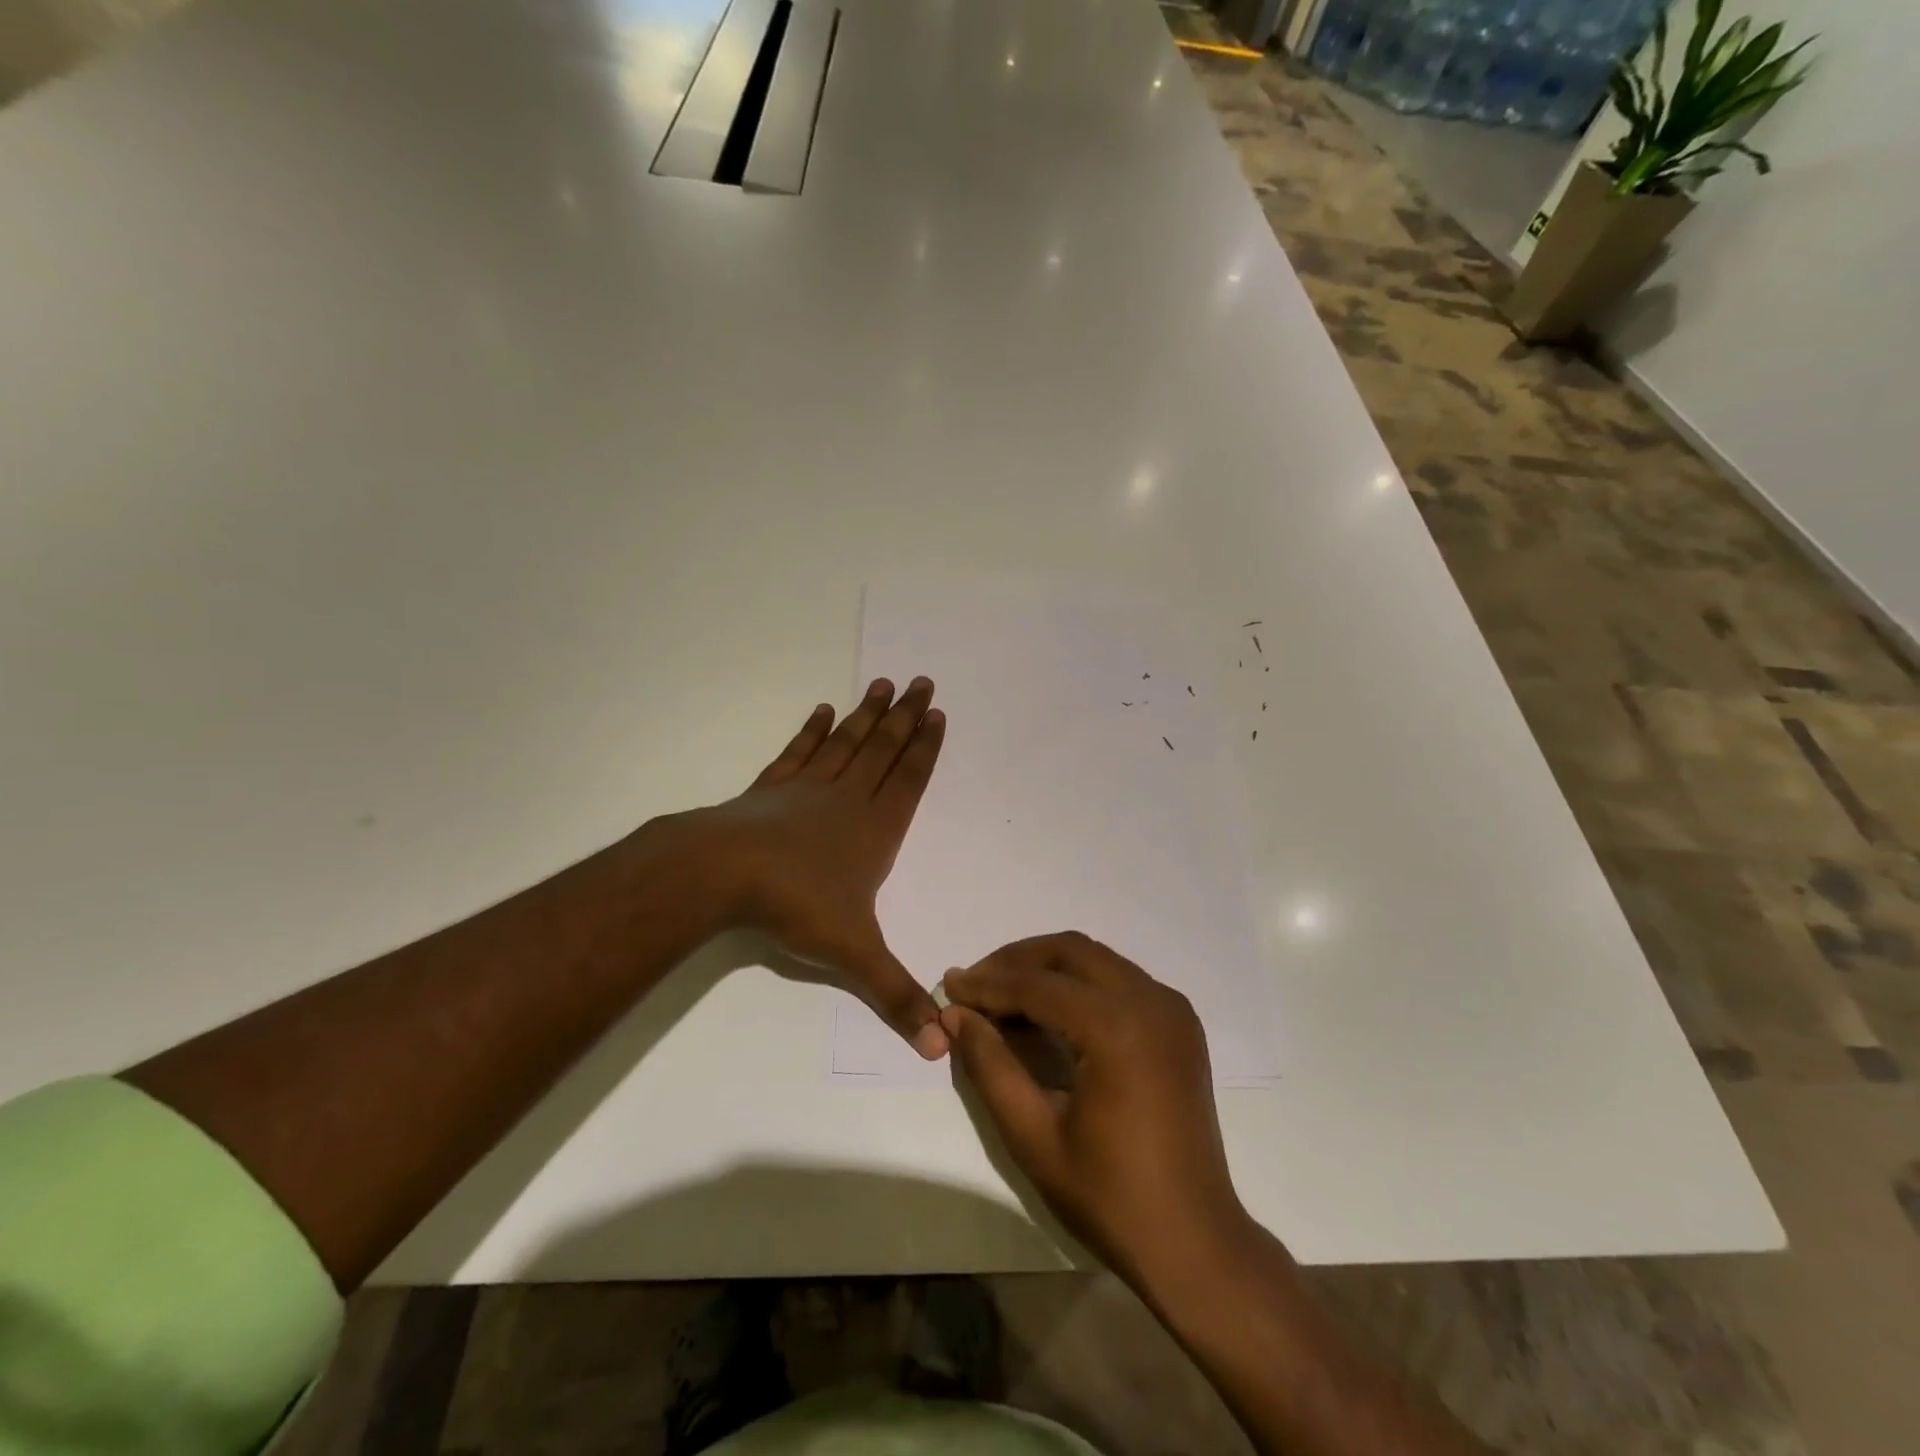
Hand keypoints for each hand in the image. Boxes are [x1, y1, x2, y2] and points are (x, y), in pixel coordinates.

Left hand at [691, 677, 948, 1058]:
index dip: (926, 748)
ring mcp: (808, 789)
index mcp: (874, 830)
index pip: (910, 780)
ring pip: (847, 743)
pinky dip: (813, 731)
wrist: (723, 874)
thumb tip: (940, 1046)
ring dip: (867, 714)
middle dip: (905, 717)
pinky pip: (799, 752)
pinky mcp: (771, 789)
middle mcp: (847, 800)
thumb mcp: (854, 956)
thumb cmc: (796, 906)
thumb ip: (896, 996)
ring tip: (882, 683)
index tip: (938, 714)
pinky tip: (823, 710)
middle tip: (922, 680)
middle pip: (883, 749)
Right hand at [941, 933, 1252, 1287]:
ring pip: (1096, 959)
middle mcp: (1150, 1001)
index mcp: (1118, 1028)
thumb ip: (990, 1066)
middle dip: (1017, 961)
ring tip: (1004, 995)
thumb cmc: (1110, 1197)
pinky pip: (1120, 979)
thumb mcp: (1033, 1135)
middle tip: (976, 985)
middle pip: (1070, 951)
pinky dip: (1080, 982)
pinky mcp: (1179, 1023)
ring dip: (1047, 967)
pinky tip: (1051, 1011)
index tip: (949, 987)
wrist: (1194, 1242)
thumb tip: (956, 1015)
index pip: (1038, 985)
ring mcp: (1172, 1008)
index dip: (988, 984)